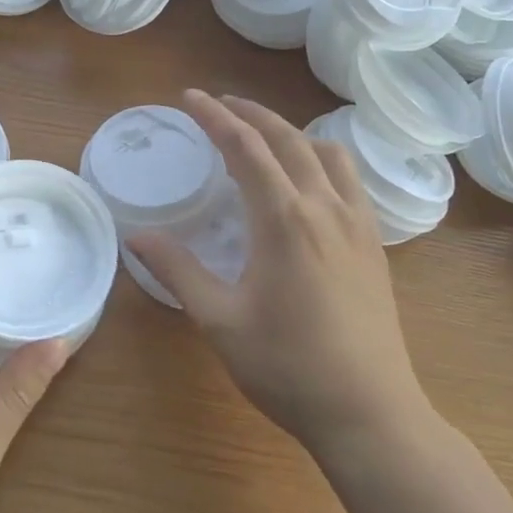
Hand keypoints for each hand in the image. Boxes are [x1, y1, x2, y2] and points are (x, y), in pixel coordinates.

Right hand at [130, 91, 429, 459]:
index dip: (215, 117)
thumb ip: (177, 271)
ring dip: (291, 132)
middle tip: (219, 104)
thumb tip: (137, 237)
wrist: (370, 414)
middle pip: (288, 138)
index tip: (190, 98)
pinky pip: (350, 179)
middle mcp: (325, 208)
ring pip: (327, 152)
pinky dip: (322, 158)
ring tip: (263, 135)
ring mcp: (358, 224)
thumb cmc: (288, 367)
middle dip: (250, 113)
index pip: (245, 148)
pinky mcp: (375, 244)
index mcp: (284, 219)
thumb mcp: (219, 320)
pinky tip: (309, 180)